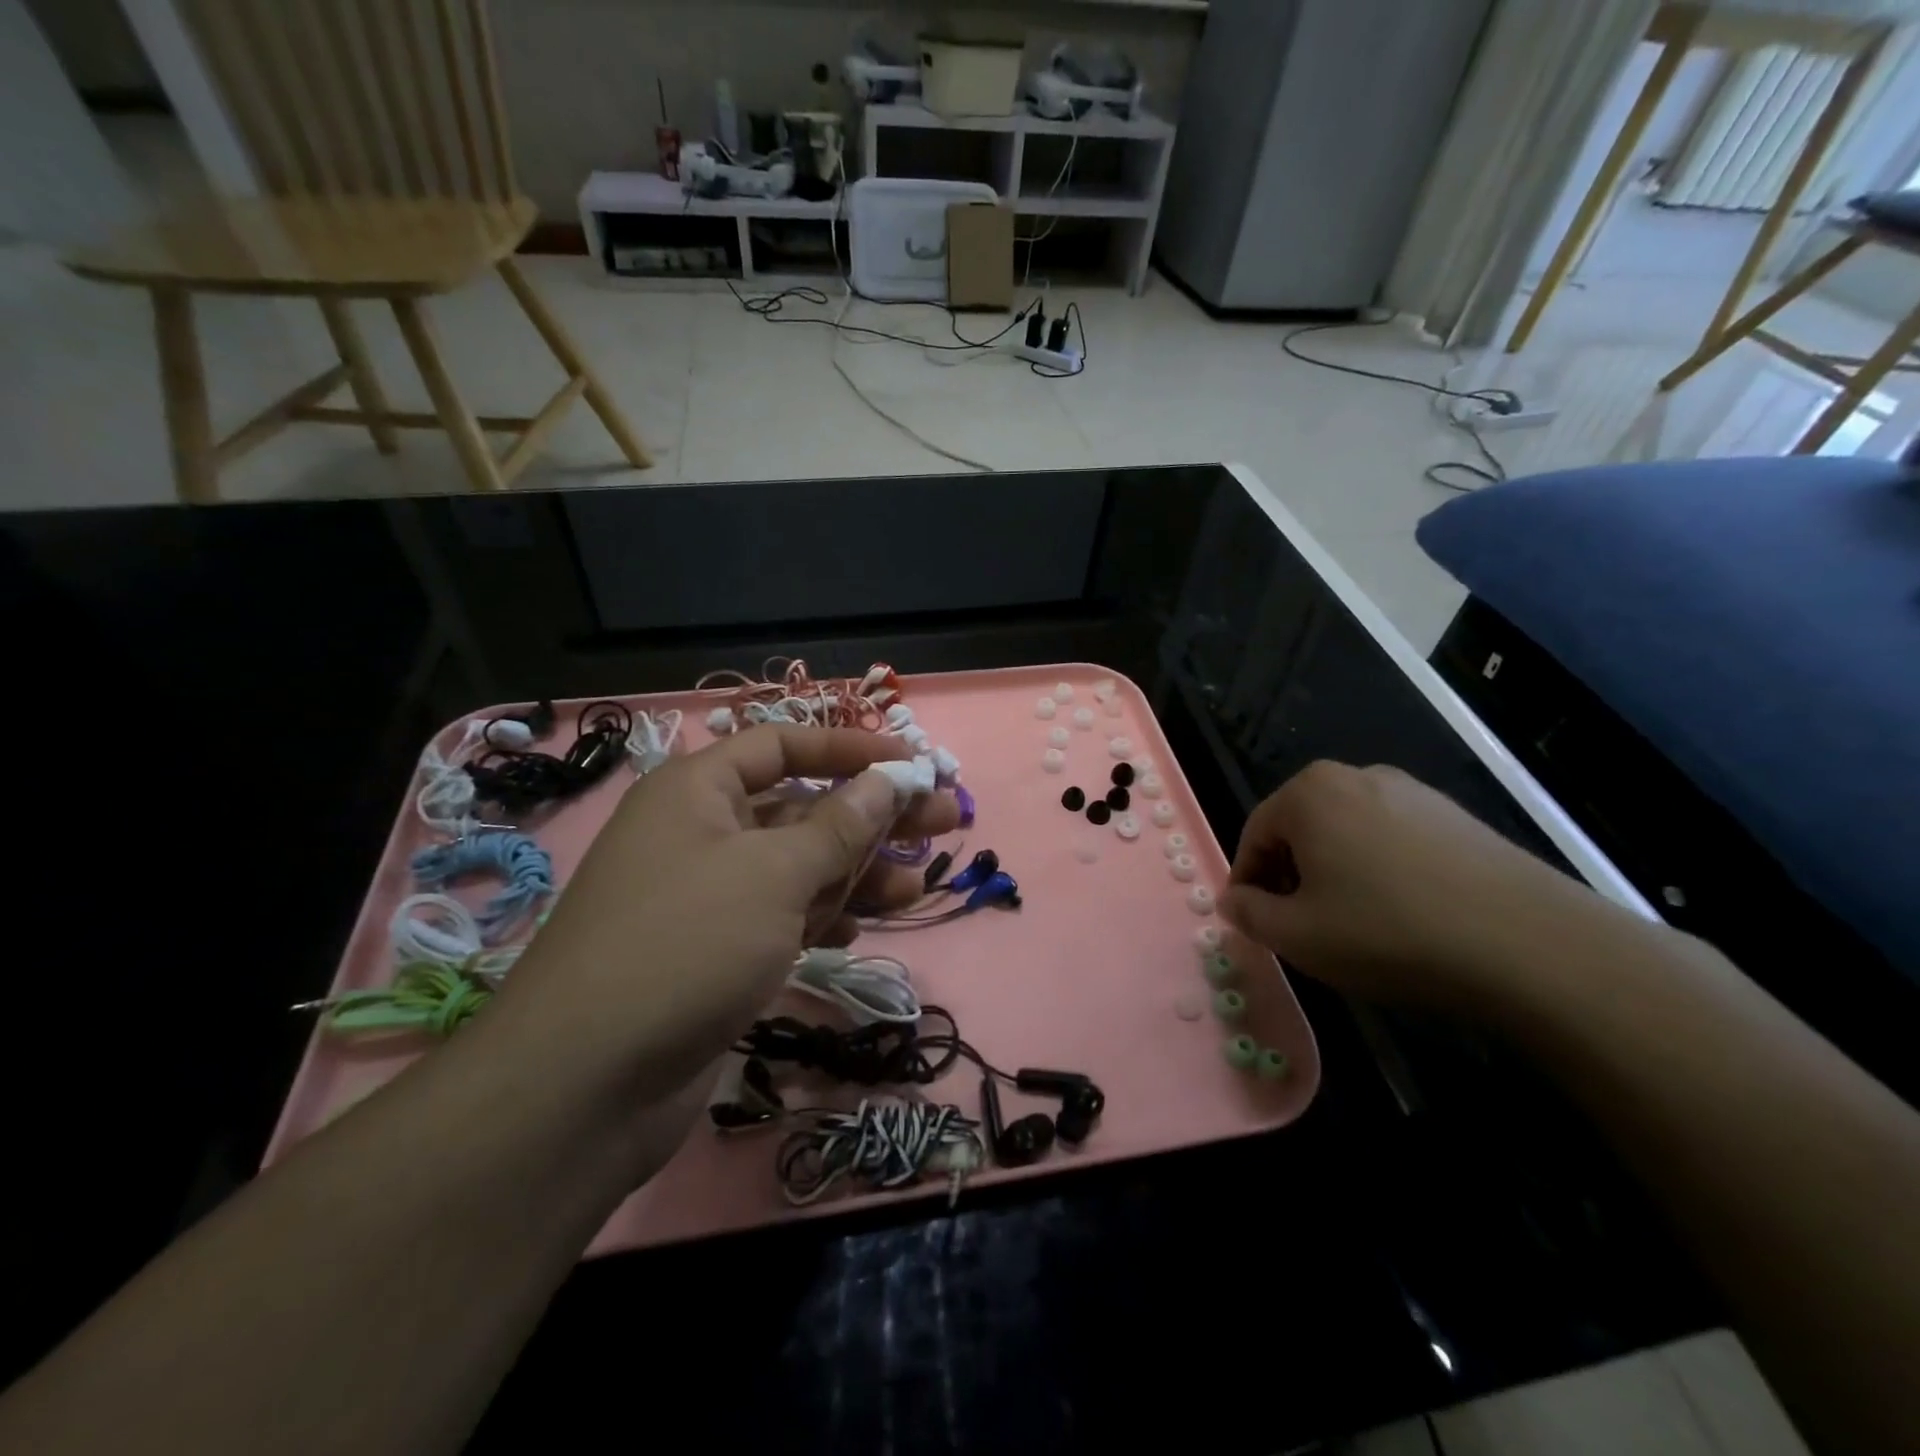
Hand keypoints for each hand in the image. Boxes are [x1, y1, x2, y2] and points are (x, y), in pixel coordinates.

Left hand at [494, 725, 958, 1101]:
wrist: (586, 1085)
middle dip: (873, 816)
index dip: (851, 749)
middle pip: (803, 807)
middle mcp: (701, 832)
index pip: (784, 745)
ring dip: (858, 872)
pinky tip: (860, 927)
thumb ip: (839, 826)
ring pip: (799, 867)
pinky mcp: (716, 950)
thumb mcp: (774, 873)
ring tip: (918, 886)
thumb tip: (887, 782)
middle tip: (946, 821)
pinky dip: (823, 916)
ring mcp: (708, 895)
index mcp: (699, 790)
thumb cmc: (686, 944)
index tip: (913, 763)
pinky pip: (783, 914)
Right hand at [1221, 761, 1595, 1010]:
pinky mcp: (1458, 817)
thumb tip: (1233, 901)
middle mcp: (1357, 777)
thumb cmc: (1389, 932)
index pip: (1254, 835)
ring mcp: (1414, 793)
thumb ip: (1249, 915)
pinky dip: (1382, 872)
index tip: (1255, 923)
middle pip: (1301, 829)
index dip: (1248, 883)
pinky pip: (1395, 840)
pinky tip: (1404, 916)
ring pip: (1348, 834)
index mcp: (1309, 794)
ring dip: (1336, 874)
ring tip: (1354, 925)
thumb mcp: (1297, 936)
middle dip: (1291, 875)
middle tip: (1300, 926)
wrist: (1532, 946)